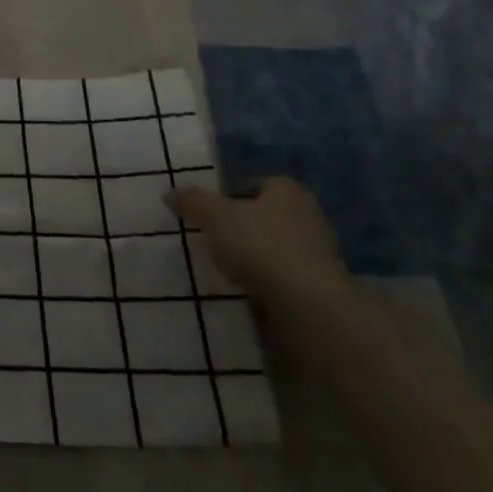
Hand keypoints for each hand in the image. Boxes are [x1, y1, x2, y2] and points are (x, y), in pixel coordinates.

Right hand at [165, 176, 350, 308]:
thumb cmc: (261, 246)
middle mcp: (308, 215)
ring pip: (277, 247)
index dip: (231, 195)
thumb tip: (170, 193)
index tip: (210, 213)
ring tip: (229, 268)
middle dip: (244, 226)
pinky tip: (250, 291)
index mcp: (287, 190)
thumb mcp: (214, 216)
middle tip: (216, 239)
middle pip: (267, 215)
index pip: (255, 184)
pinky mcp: (322, 288)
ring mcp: (320, 254)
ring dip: (257, 256)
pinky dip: (269, 282)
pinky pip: (286, 276)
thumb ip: (192, 202)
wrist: (310, 307)